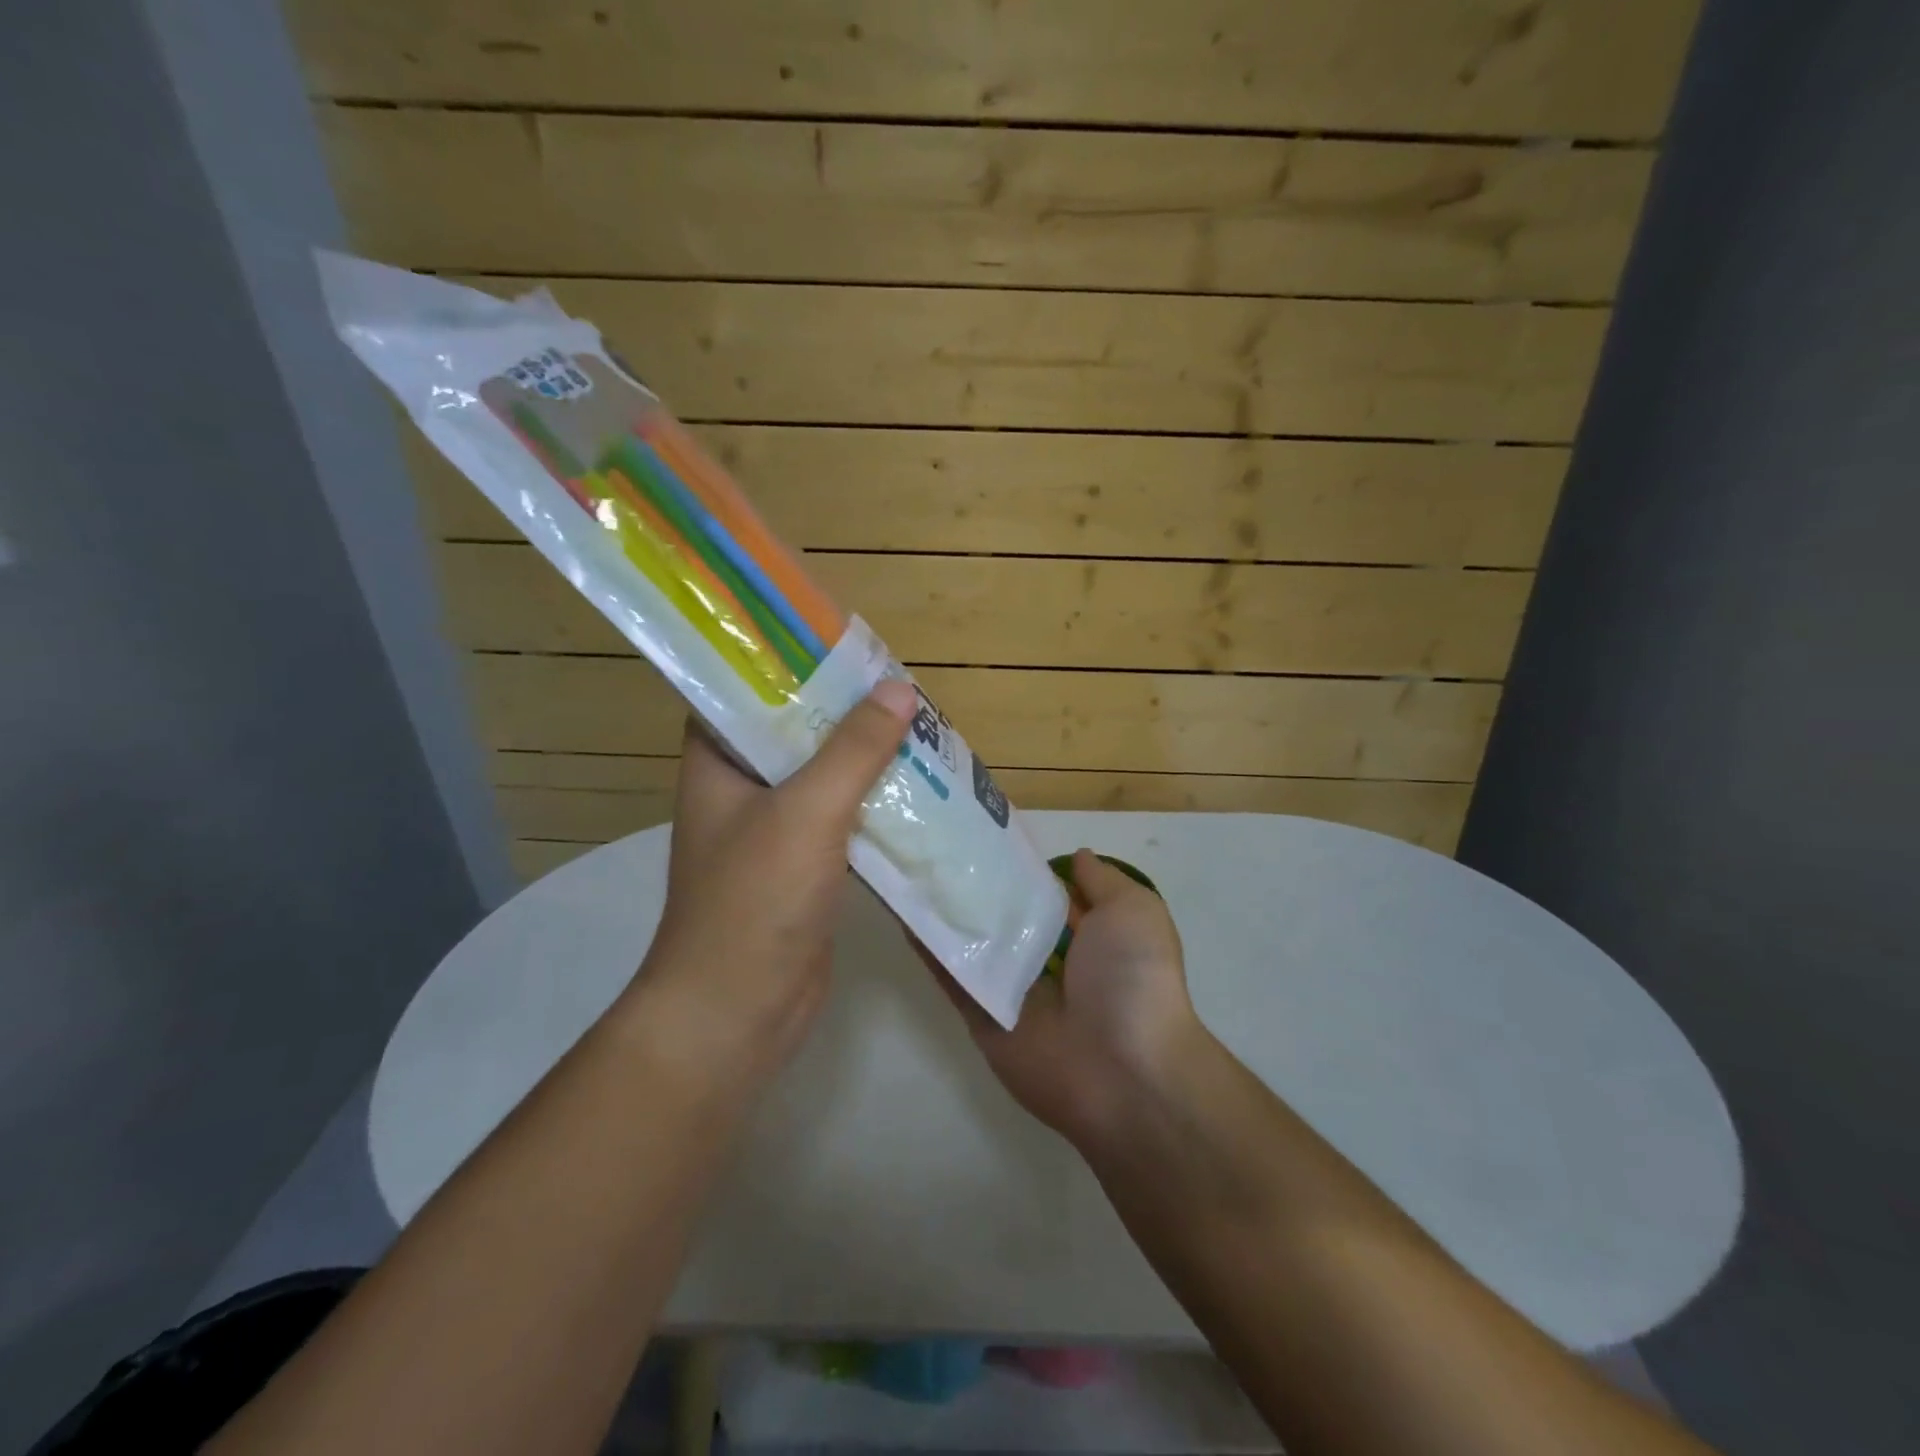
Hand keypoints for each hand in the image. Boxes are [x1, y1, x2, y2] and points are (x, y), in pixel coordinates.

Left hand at [631, 681, 916, 1077]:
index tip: (843, 647)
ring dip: (866, 759)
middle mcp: (740, 790)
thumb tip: (899, 689)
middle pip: (796, 732)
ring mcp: (773, 832)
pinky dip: (875, 805)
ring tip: (919, 728)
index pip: (746, 691)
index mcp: (718, 763)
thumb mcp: (806, 812)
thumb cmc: (755, 902)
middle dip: (846, 712)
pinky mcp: (804, 868)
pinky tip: (918, 791)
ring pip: (825, 778)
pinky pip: (843, 820)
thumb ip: (853, 749)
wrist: (737, 1015)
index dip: (790, 664)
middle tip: (899, 687)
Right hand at [934, 849, 1209, 1150]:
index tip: (988, 832)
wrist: (1122, 1071)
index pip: (1048, 894)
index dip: (1023, 865)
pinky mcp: (981, 1016)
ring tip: (910, 864)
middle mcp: (1047, 960)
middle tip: (937, 842)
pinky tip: (903, 909)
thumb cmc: (1133, 979)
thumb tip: (1076, 857)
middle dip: (978, 884)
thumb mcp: (1133, 912)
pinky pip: (952, 977)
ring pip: (972, 942)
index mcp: (1087, 937)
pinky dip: (928, 947)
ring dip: (945, 909)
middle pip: (1005, 916)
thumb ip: (1102, 882)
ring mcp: (1011, 989)